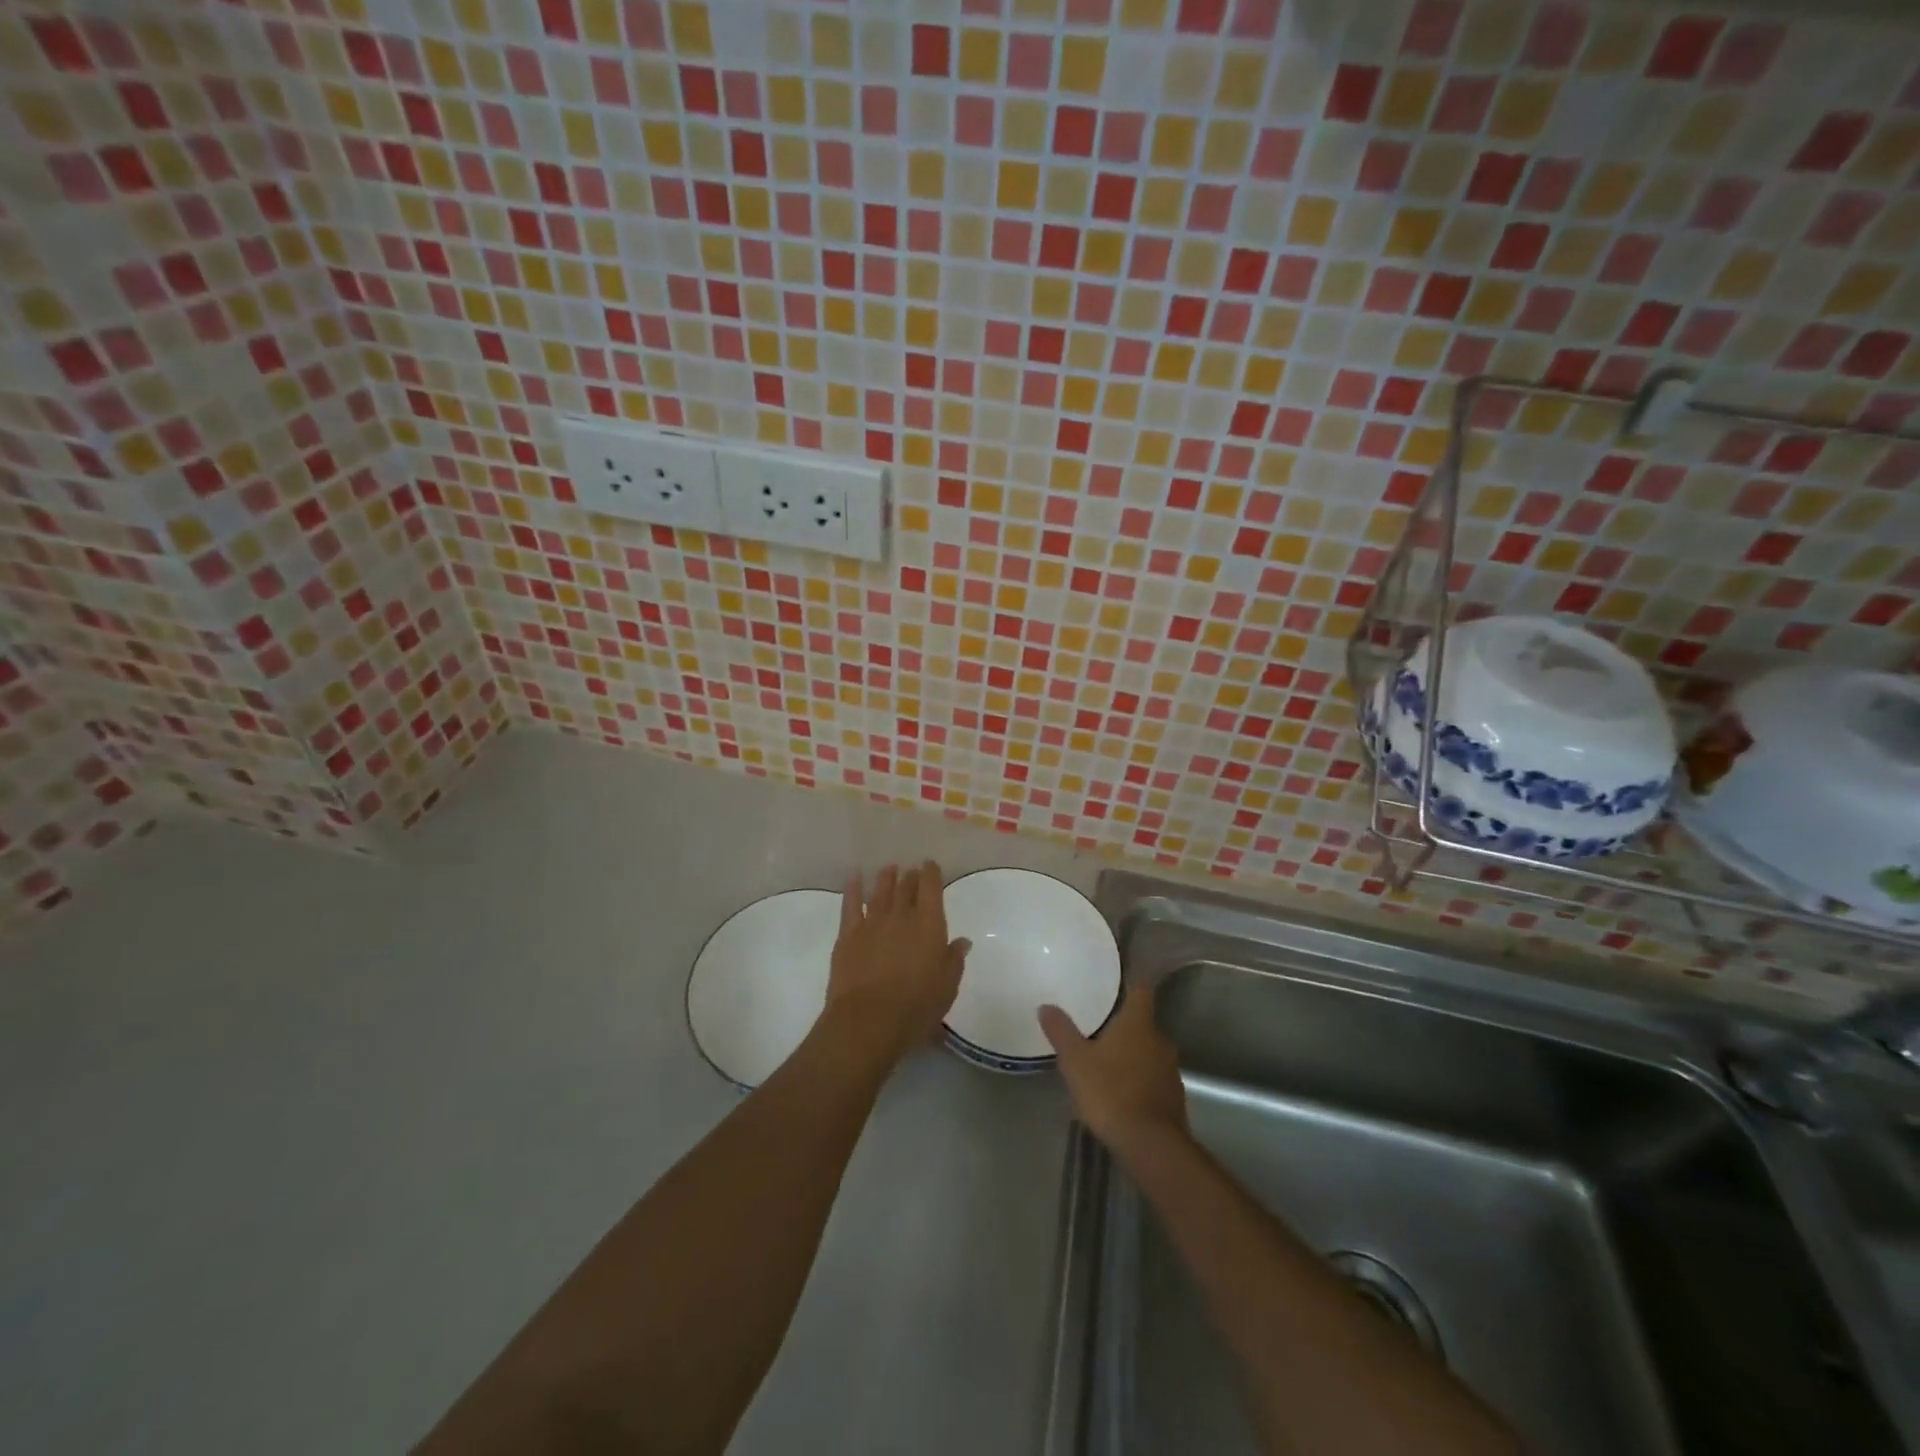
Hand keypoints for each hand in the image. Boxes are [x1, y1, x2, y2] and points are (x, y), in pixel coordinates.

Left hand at [824, 862, 968, 1069]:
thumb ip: (954, 959)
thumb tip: (962, 941)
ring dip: (886, 878)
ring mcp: (872, 922)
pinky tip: (855, 877)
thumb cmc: (916, 1006)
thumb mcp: (947, 986)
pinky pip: (851, 904)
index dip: (931, 874)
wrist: (869, 1020)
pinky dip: (853, 888)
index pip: (932, 889)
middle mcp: (901, 916)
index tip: (930, 865)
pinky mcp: (848, 934)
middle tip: (911, 871)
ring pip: (880, 892)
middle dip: (910, 877)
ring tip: (889, 869)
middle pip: (906, 888)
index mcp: (930, 925)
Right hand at [1039, 984, 1186, 1160]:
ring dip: (1132, 1055)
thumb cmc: (1111, 1092)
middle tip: (1099, 1029)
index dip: (1131, 984)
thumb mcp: (1076, 1061)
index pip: (1140, 990)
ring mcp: (1170, 1070)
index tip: (1117, 982)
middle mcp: (1160, 1040)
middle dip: (1124, 1026)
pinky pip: (1154, 1079)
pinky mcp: (1174, 1098)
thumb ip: (1061, 1032)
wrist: (1151, 1145)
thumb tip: (1046, 1006)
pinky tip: (1120, 1094)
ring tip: (1106, 1064)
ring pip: (1149, 1052)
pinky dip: (1139, 1081)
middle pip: (1143, 1023)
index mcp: (1138, 1024)